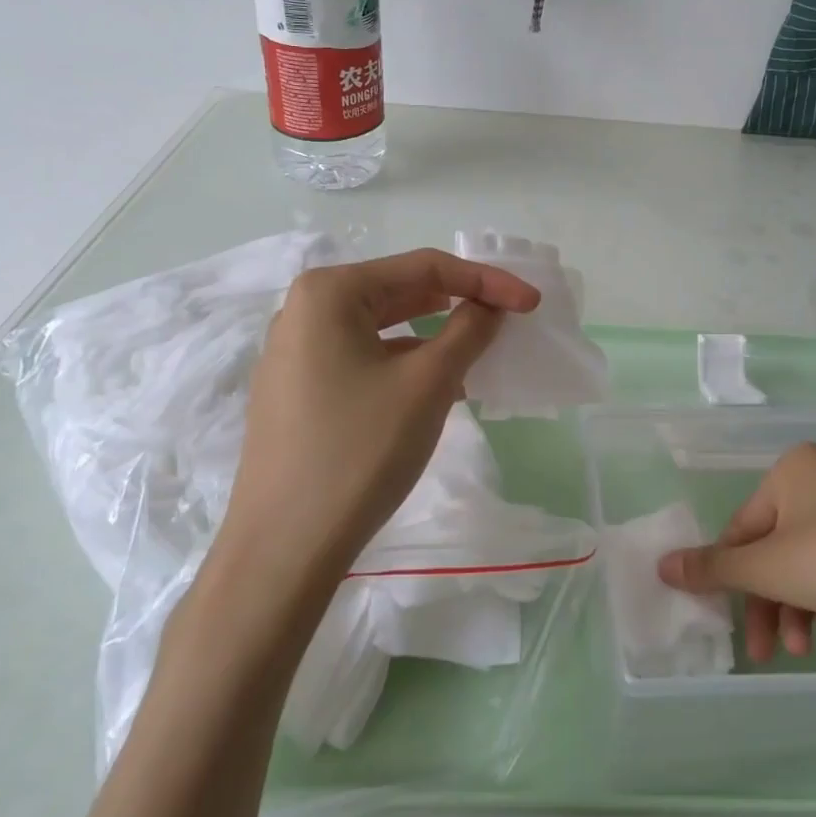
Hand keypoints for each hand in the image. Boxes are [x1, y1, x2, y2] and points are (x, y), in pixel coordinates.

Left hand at [217, 249, 539, 583]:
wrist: (284, 549)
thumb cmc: (360, 451)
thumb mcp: (428, 383)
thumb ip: (468, 331)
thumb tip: (491, 308)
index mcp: (329, 292)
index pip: (424, 267)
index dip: (486, 281)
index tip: (531, 302)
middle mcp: (304, 311)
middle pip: (399, 292)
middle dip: (458, 304)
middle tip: (508, 321)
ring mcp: (294, 353)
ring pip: (382, 329)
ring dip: (434, 336)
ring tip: (479, 354)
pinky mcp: (296, 391)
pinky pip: (362, 359)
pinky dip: (404, 364)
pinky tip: (436, 386)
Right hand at [656, 442, 815, 660]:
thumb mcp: (766, 568)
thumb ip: (713, 569)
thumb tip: (662, 565)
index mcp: (791, 469)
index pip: (743, 527)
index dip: (731, 576)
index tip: (730, 621)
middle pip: (776, 546)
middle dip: (769, 601)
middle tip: (766, 650)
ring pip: (809, 558)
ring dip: (798, 605)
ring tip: (804, 648)